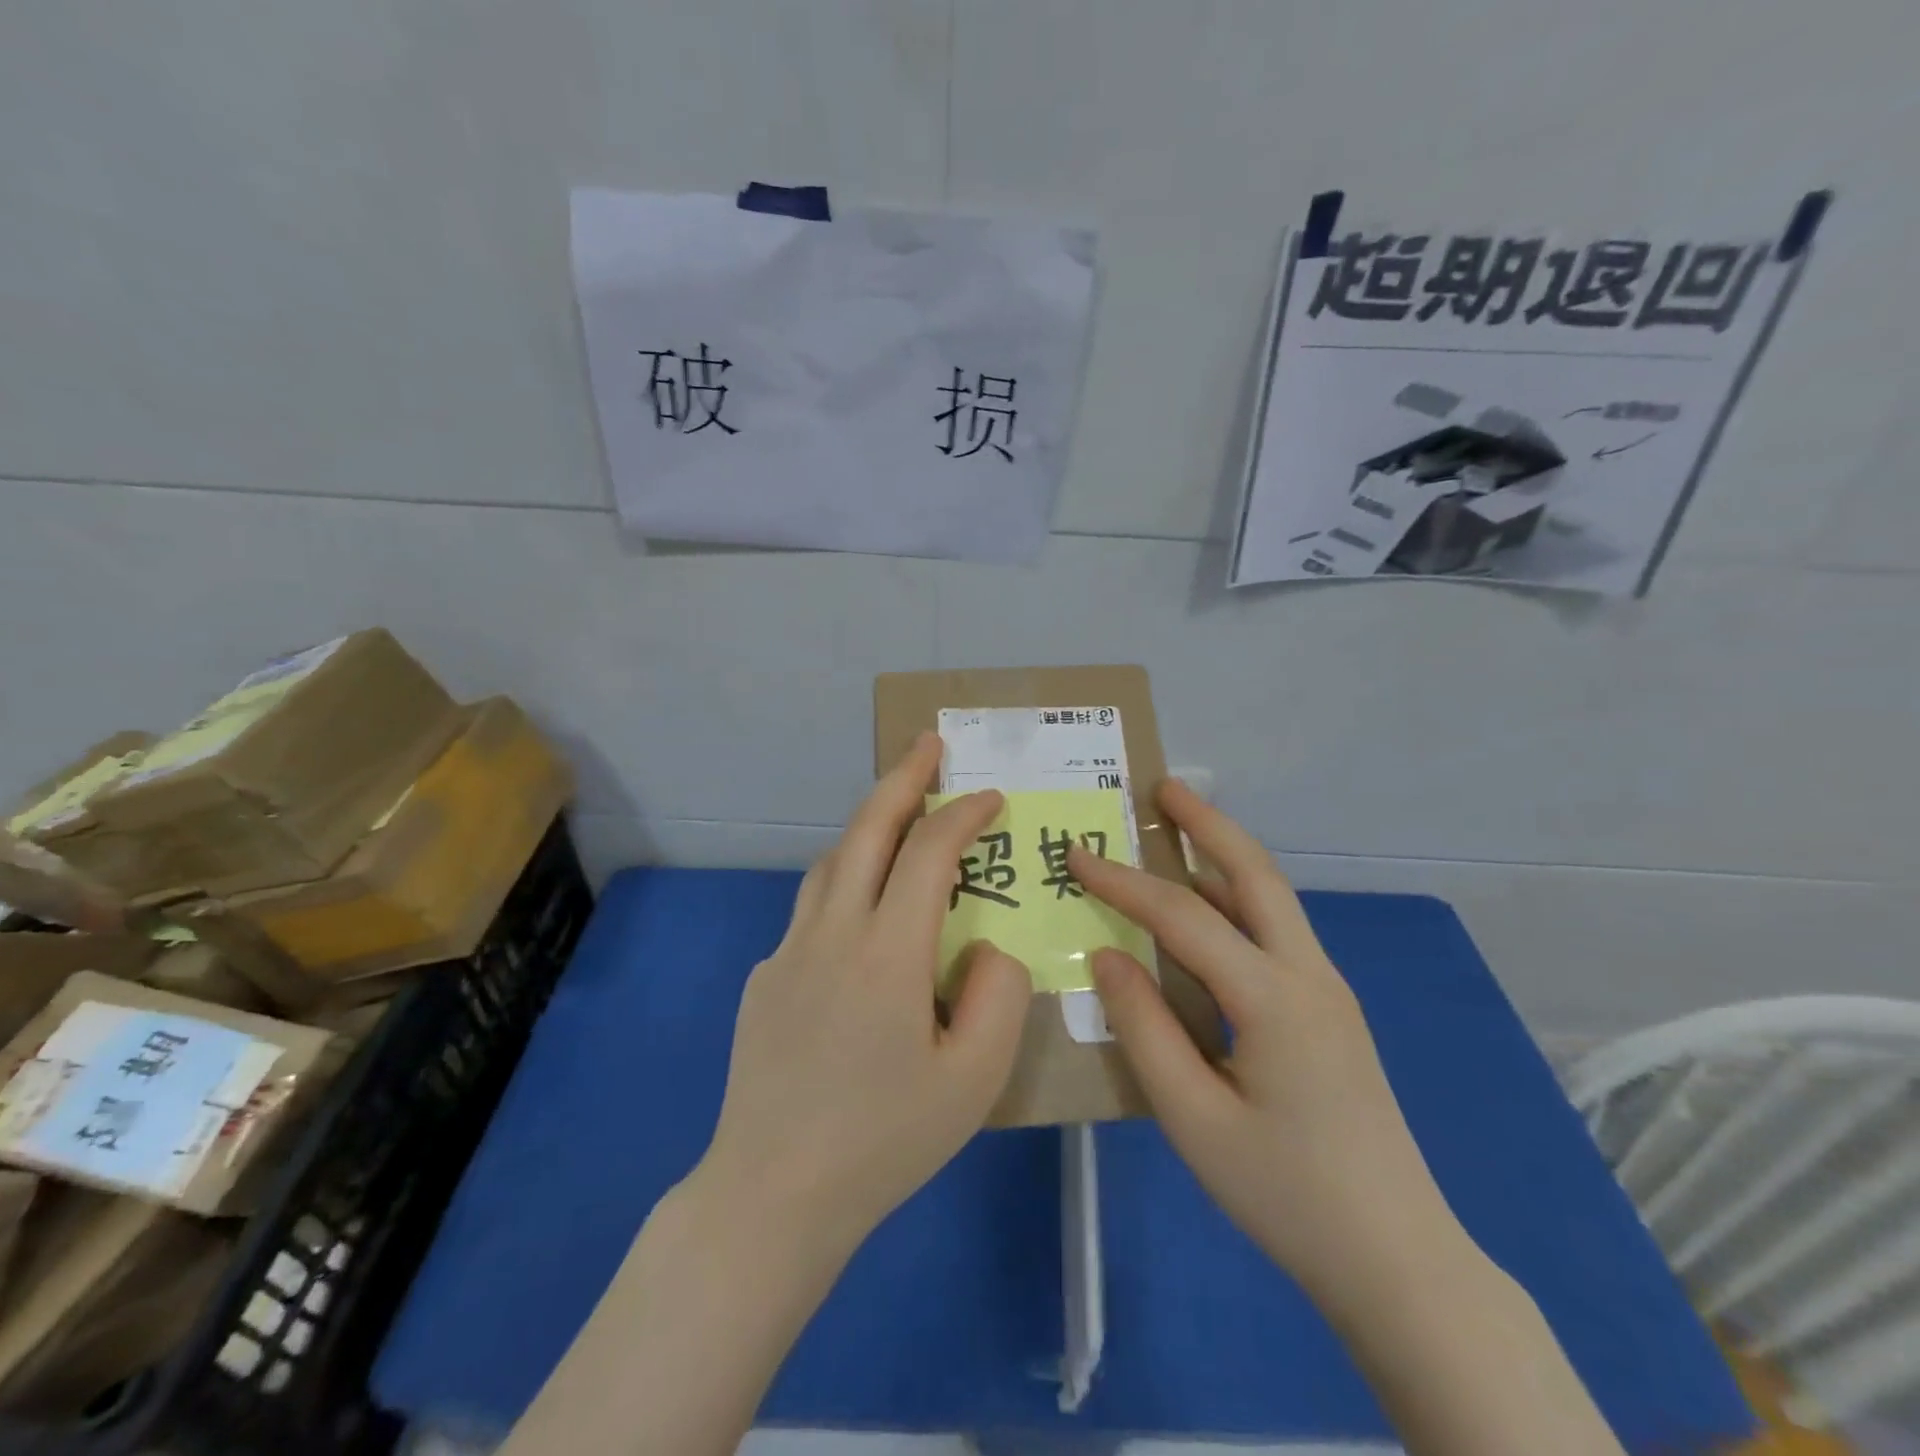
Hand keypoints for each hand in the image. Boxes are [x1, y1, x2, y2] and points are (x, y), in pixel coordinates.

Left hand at [693, 731, 1032, 1258]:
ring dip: (869, 827)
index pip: (928, 853)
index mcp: (886, 951)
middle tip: (929, 745)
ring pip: (831, 862)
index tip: (991, 797)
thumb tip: (986, 948)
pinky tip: (863, 925)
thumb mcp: (973, 1080)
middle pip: (866, 829)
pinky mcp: (764, 977)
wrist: (771, 1193)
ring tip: (901, 822)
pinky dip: (846, 886)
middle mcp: (831, 932)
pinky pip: (812, 910)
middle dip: (903, 778)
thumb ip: (998, 996)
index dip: (963, 814)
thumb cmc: (883, 1140)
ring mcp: (788, 951)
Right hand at [1068, 781, 1456, 1296]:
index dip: (1123, 881)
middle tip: (1163, 788)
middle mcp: (1308, 975)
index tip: (1076, 854)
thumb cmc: (1286, 1194)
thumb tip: (1106, 953)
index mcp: (1273, 997)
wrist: (1398, 1260)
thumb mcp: (1193, 1119)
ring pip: (1271, 899)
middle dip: (1208, 823)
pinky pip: (1275, 934)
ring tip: (1176, 831)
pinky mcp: (1329, 1012)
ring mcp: (1327, 990)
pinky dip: (1235, 901)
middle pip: (1256, 874)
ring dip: (1223, 857)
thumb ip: (1144, 1028)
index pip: (1183, 915)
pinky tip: (1204, 915)